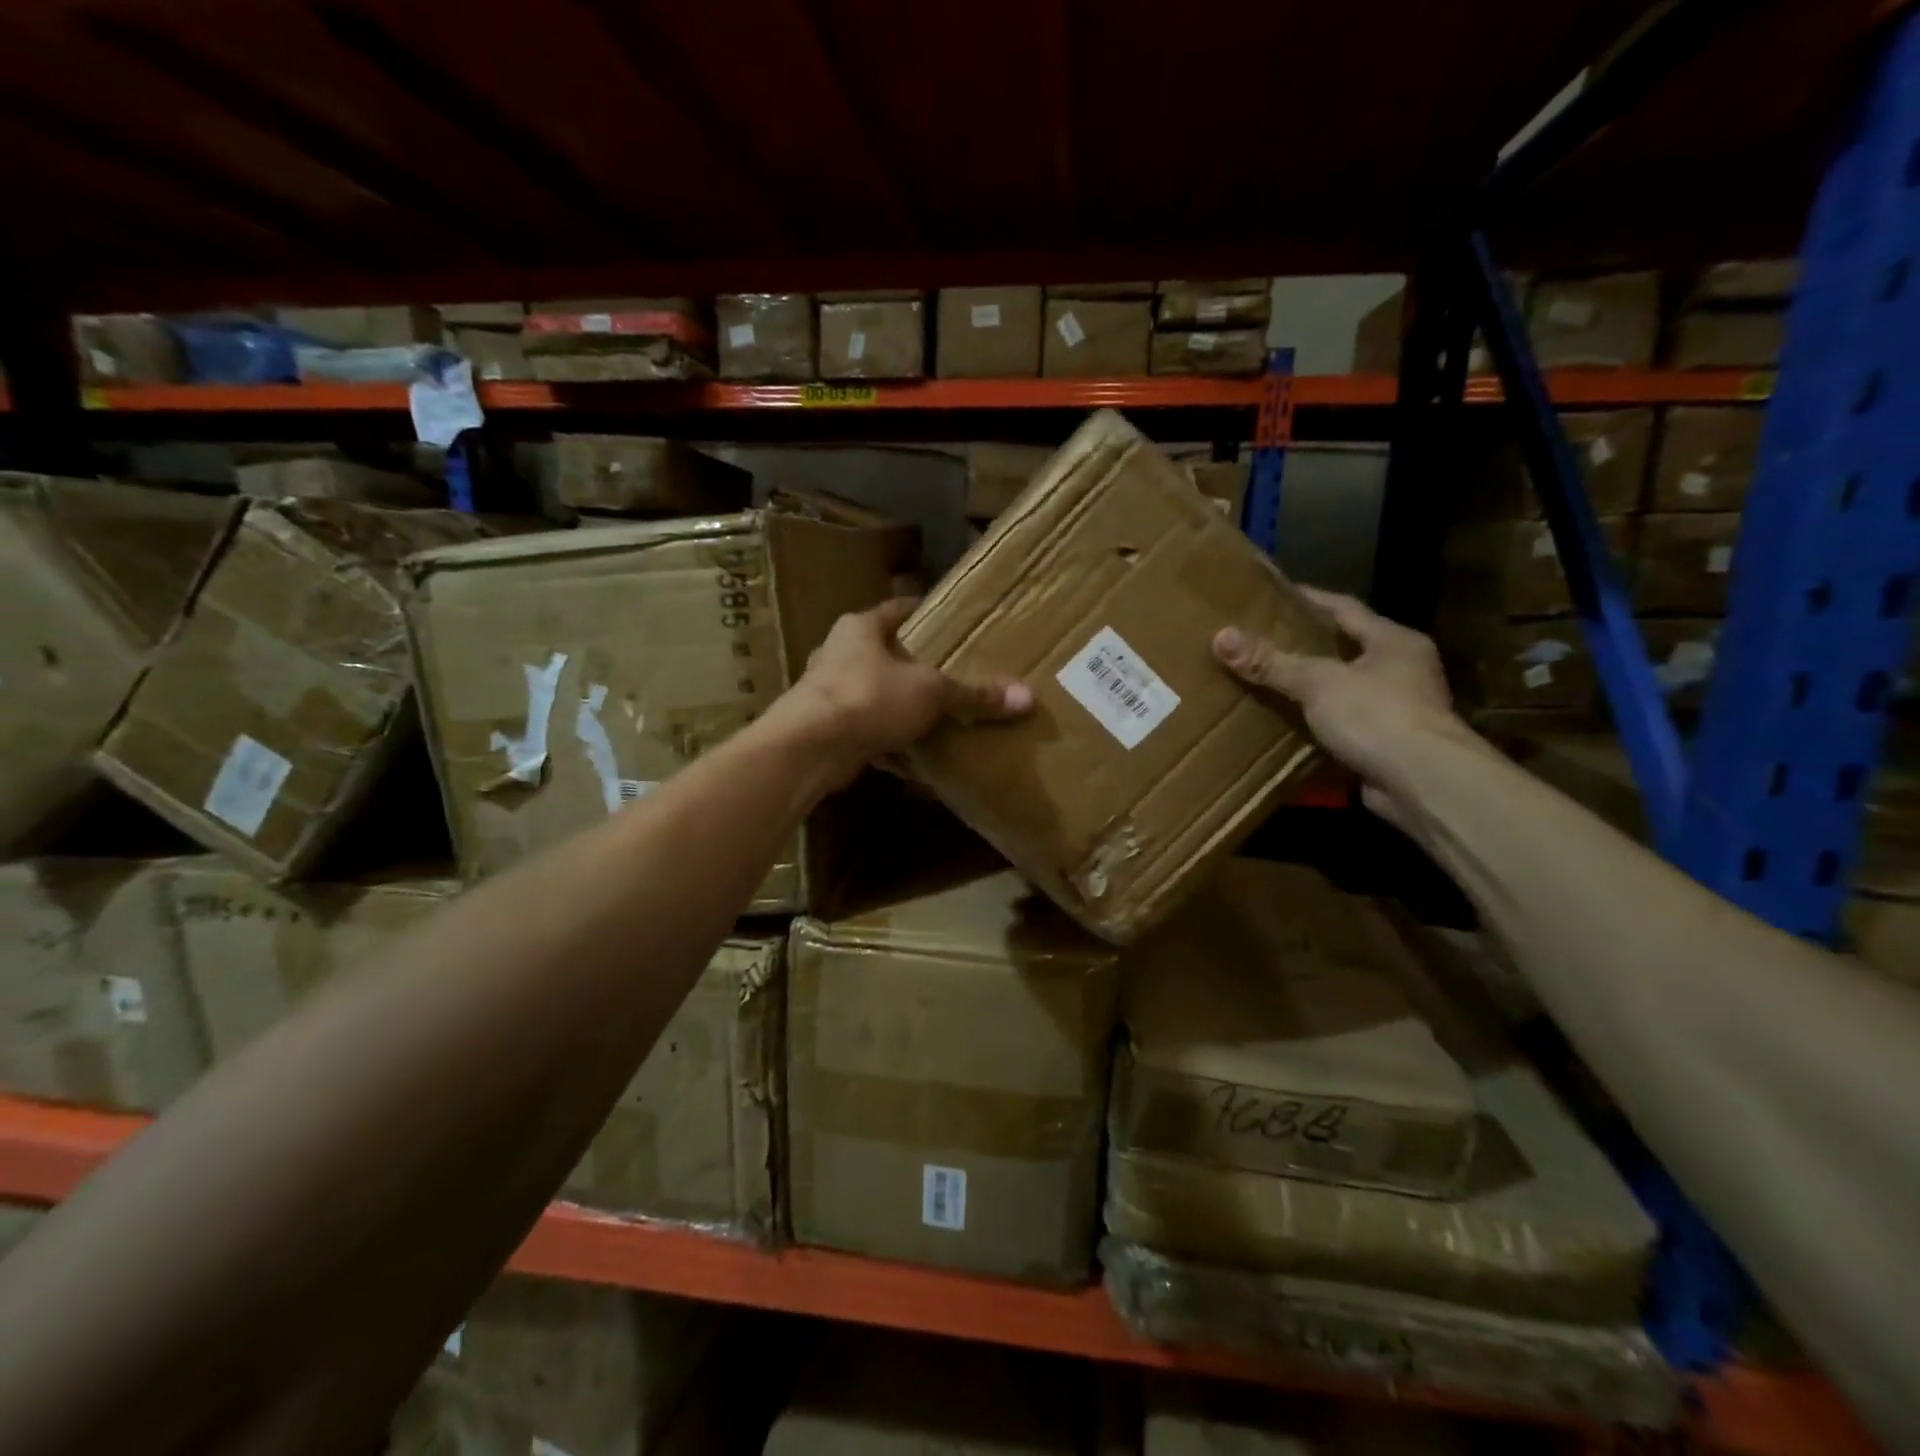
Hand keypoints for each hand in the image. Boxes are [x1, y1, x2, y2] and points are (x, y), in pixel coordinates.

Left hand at [781, 598, 1031, 780]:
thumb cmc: (869, 698)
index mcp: (860, 629)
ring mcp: (828, 693)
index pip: (898, 610)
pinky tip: (910, 759)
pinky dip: (886, 743)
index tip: (950, 623)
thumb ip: (974, 695)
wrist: (809, 748)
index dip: (924, 614)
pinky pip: (865, 731)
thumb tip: (1027, 697)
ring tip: (933, 717)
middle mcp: (838, 654)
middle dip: (913, 666)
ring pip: (873, 694)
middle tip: (949, 675)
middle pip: (883, 654)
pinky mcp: (824, 729)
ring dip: (898, 706)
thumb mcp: (931, 693)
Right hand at [1212, 587, 1478, 828]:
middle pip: (1345, 648)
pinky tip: (1285, 724)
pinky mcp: (1387, 744)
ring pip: (1343, 688)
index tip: (1272, 595)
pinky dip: (1316, 722)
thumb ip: (1271, 662)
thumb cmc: (1378, 716)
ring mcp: (1399, 709)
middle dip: (1306, 644)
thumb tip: (1221, 636)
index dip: (1308, 599)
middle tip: (1261, 639)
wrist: (1426, 784)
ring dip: (1311, 687)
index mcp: (1394, 641)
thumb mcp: (1318, 683)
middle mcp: (1402, 669)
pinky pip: (1343, 724)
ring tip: (1266, 680)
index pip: (1344, 608)